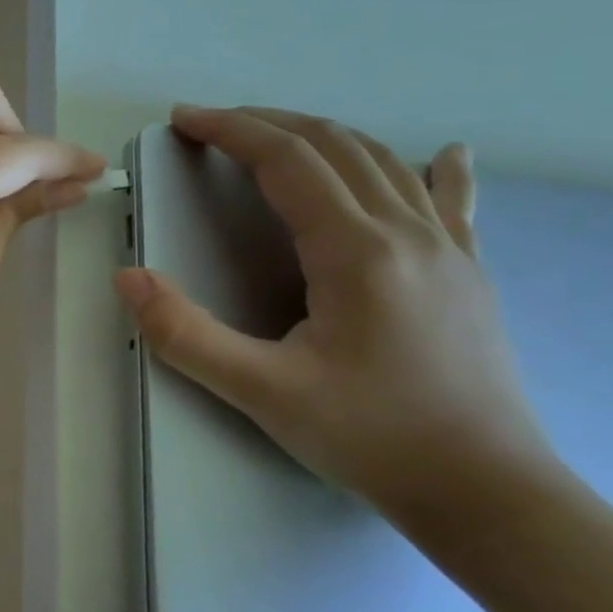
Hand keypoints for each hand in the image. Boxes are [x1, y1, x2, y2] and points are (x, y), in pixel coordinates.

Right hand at [115, 105, 561, 522]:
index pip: (287, 161)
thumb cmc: (369, 437)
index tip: (184, 119)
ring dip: (324, 136)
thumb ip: (184, 333)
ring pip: (384, 163)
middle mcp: (407, 233)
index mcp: (356, 252)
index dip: (230, 130)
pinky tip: (446, 152)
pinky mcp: (468, 273)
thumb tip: (126, 278)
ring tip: (276, 135)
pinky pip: (449, 202)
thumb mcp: (260, 391)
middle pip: (334, 147)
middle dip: (267, 124)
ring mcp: (448, 249)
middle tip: (212, 125)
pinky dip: (434, 168)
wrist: (486, 492)